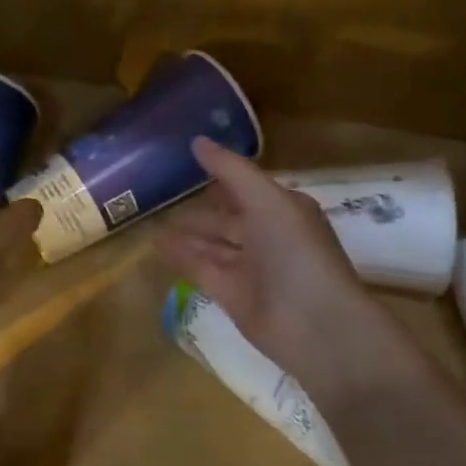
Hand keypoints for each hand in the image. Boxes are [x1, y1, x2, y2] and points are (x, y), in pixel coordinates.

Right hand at [158, 137, 372, 380]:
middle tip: (162, 193)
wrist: (314, 325)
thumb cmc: (296, 252)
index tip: (188, 162)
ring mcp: (249, 268)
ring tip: (151, 219)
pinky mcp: (231, 294)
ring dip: (186, 233)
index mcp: (283, 210)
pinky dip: (181, 256)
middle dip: (201, 208)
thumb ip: (231, 170)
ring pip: (212, 244)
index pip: (247, 187)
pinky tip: (156, 245)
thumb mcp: (265, 200)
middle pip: (228, 218)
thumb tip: (197, 140)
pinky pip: (201, 268)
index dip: (222, 176)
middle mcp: (267, 236)